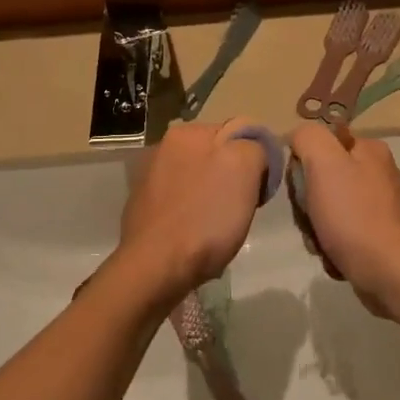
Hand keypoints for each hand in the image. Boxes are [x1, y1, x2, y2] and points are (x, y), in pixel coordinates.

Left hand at [116, 121, 268, 310]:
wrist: (156, 267)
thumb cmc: (205, 219)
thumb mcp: (244, 170)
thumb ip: (252, 146)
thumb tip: (251, 151)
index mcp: (187, 132)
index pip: (237, 134)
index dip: (254, 161)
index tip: (258, 190)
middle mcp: (163, 147)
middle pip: (215, 156)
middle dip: (229, 178)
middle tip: (238, 208)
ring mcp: (149, 177)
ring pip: (197, 180)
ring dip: (210, 196)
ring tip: (216, 227)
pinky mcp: (142, 206)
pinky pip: (179, 202)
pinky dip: (190, 212)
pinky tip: (193, 234)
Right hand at [288, 125, 399, 316]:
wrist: (390, 272)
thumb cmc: (353, 215)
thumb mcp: (324, 162)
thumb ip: (308, 138)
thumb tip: (299, 139)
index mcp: (369, 149)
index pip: (321, 143)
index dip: (303, 164)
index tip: (302, 187)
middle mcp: (378, 172)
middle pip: (323, 177)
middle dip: (309, 202)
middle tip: (310, 218)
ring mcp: (380, 206)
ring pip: (329, 207)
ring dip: (316, 226)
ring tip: (320, 242)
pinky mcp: (379, 235)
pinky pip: (342, 231)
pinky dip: (331, 243)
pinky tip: (332, 255)